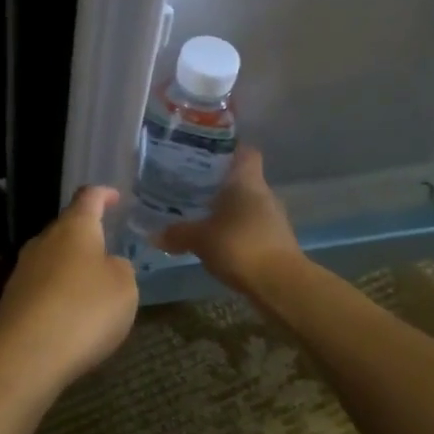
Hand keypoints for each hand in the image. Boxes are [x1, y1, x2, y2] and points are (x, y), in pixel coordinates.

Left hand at [0, 186, 138, 388]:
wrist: (25, 356)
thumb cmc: (84, 310)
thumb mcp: (125, 287)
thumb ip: (121, 268)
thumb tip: (108, 265)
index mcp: (74, 228)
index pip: (88, 198)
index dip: (103, 195)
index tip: (115, 197)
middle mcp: (44, 241)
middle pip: (66, 229)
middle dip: (87, 237)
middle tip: (108, 251)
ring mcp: (23, 271)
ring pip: (52, 259)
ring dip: (72, 269)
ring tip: (94, 289)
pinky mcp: (12, 301)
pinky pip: (42, 288)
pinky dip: (59, 295)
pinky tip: (71, 317)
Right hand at [155, 148, 302, 294]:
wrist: (280, 283)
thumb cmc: (239, 245)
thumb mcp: (200, 239)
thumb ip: (177, 233)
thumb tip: (153, 234)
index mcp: (247, 181)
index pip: (245, 152)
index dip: (228, 149)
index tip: (207, 153)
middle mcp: (264, 193)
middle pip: (243, 179)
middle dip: (220, 183)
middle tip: (192, 186)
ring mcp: (273, 218)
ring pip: (247, 204)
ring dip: (228, 209)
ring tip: (200, 215)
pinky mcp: (276, 241)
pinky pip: (251, 227)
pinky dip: (236, 230)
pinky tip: (217, 241)